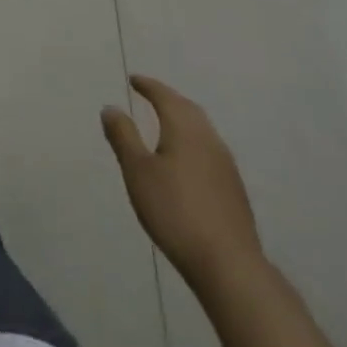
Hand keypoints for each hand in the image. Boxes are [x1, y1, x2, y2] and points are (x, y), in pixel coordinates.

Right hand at [102, 74, 263, 290]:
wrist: (229, 266)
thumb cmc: (175, 211)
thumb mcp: (137, 171)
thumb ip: (123, 136)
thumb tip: (111, 107)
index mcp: (185, 129)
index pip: (165, 96)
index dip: (148, 86)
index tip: (134, 80)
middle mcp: (209, 140)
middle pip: (188, 109)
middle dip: (168, 99)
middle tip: (151, 95)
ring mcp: (226, 166)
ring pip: (202, 131)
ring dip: (183, 121)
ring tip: (166, 125)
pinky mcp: (234, 191)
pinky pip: (209, 152)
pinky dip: (193, 144)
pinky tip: (186, 162)